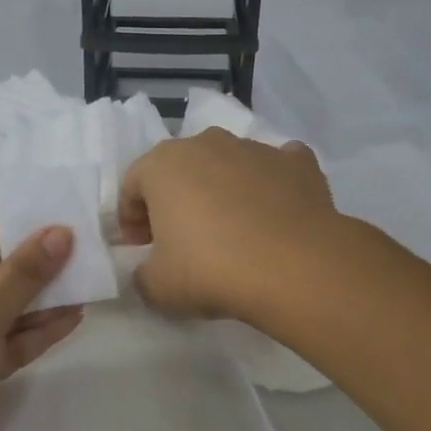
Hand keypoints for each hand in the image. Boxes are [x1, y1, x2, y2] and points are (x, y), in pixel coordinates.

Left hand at [0, 216, 82, 430]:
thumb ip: (23, 273)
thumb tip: (61, 232)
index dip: (11, 231)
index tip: (58, 232)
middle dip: (32, 268)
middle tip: (83, 259)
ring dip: (39, 301)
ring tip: (87, 289)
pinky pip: (1, 341)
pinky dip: (32, 332)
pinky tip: (72, 320)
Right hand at [117, 129, 337, 320]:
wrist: (294, 267)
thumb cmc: (210, 269)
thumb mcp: (156, 287)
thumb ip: (143, 274)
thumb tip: (151, 271)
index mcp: (163, 164)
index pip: (133, 185)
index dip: (131, 219)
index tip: (141, 248)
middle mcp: (208, 144)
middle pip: (181, 169)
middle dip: (176, 200)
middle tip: (181, 240)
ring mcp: (256, 149)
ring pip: (229, 165)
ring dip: (223, 191)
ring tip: (232, 232)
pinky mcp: (299, 162)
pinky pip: (276, 169)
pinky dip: (272, 186)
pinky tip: (275, 215)